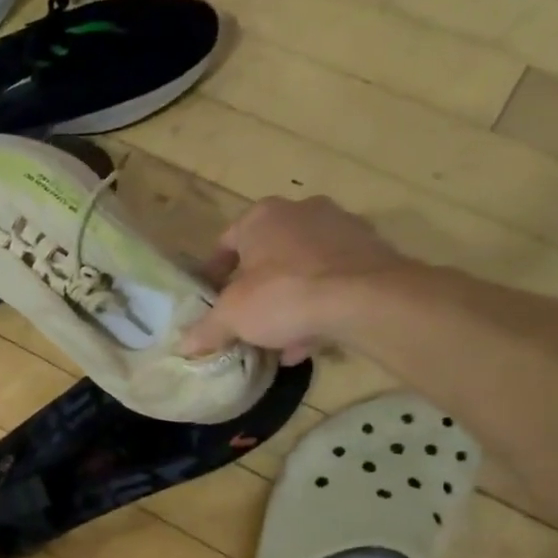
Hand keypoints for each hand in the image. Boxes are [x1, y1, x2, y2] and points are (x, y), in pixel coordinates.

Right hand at [181, 196, 415, 362]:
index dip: (214, 274)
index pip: (226, 242)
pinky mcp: (373, 253)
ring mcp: (342, 229)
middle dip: (255, 289)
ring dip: (288, 302)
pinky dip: (319, 307)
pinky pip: (334, 281)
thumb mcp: (231, 317)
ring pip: (302, 270)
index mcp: (262, 216)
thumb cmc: (284, 295)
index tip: (212, 301)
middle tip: (246, 319)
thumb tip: (184, 345)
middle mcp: (302, 212)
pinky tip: (308, 341)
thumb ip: (206, 329)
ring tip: (278, 338)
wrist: (367, 300)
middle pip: (267, 256)